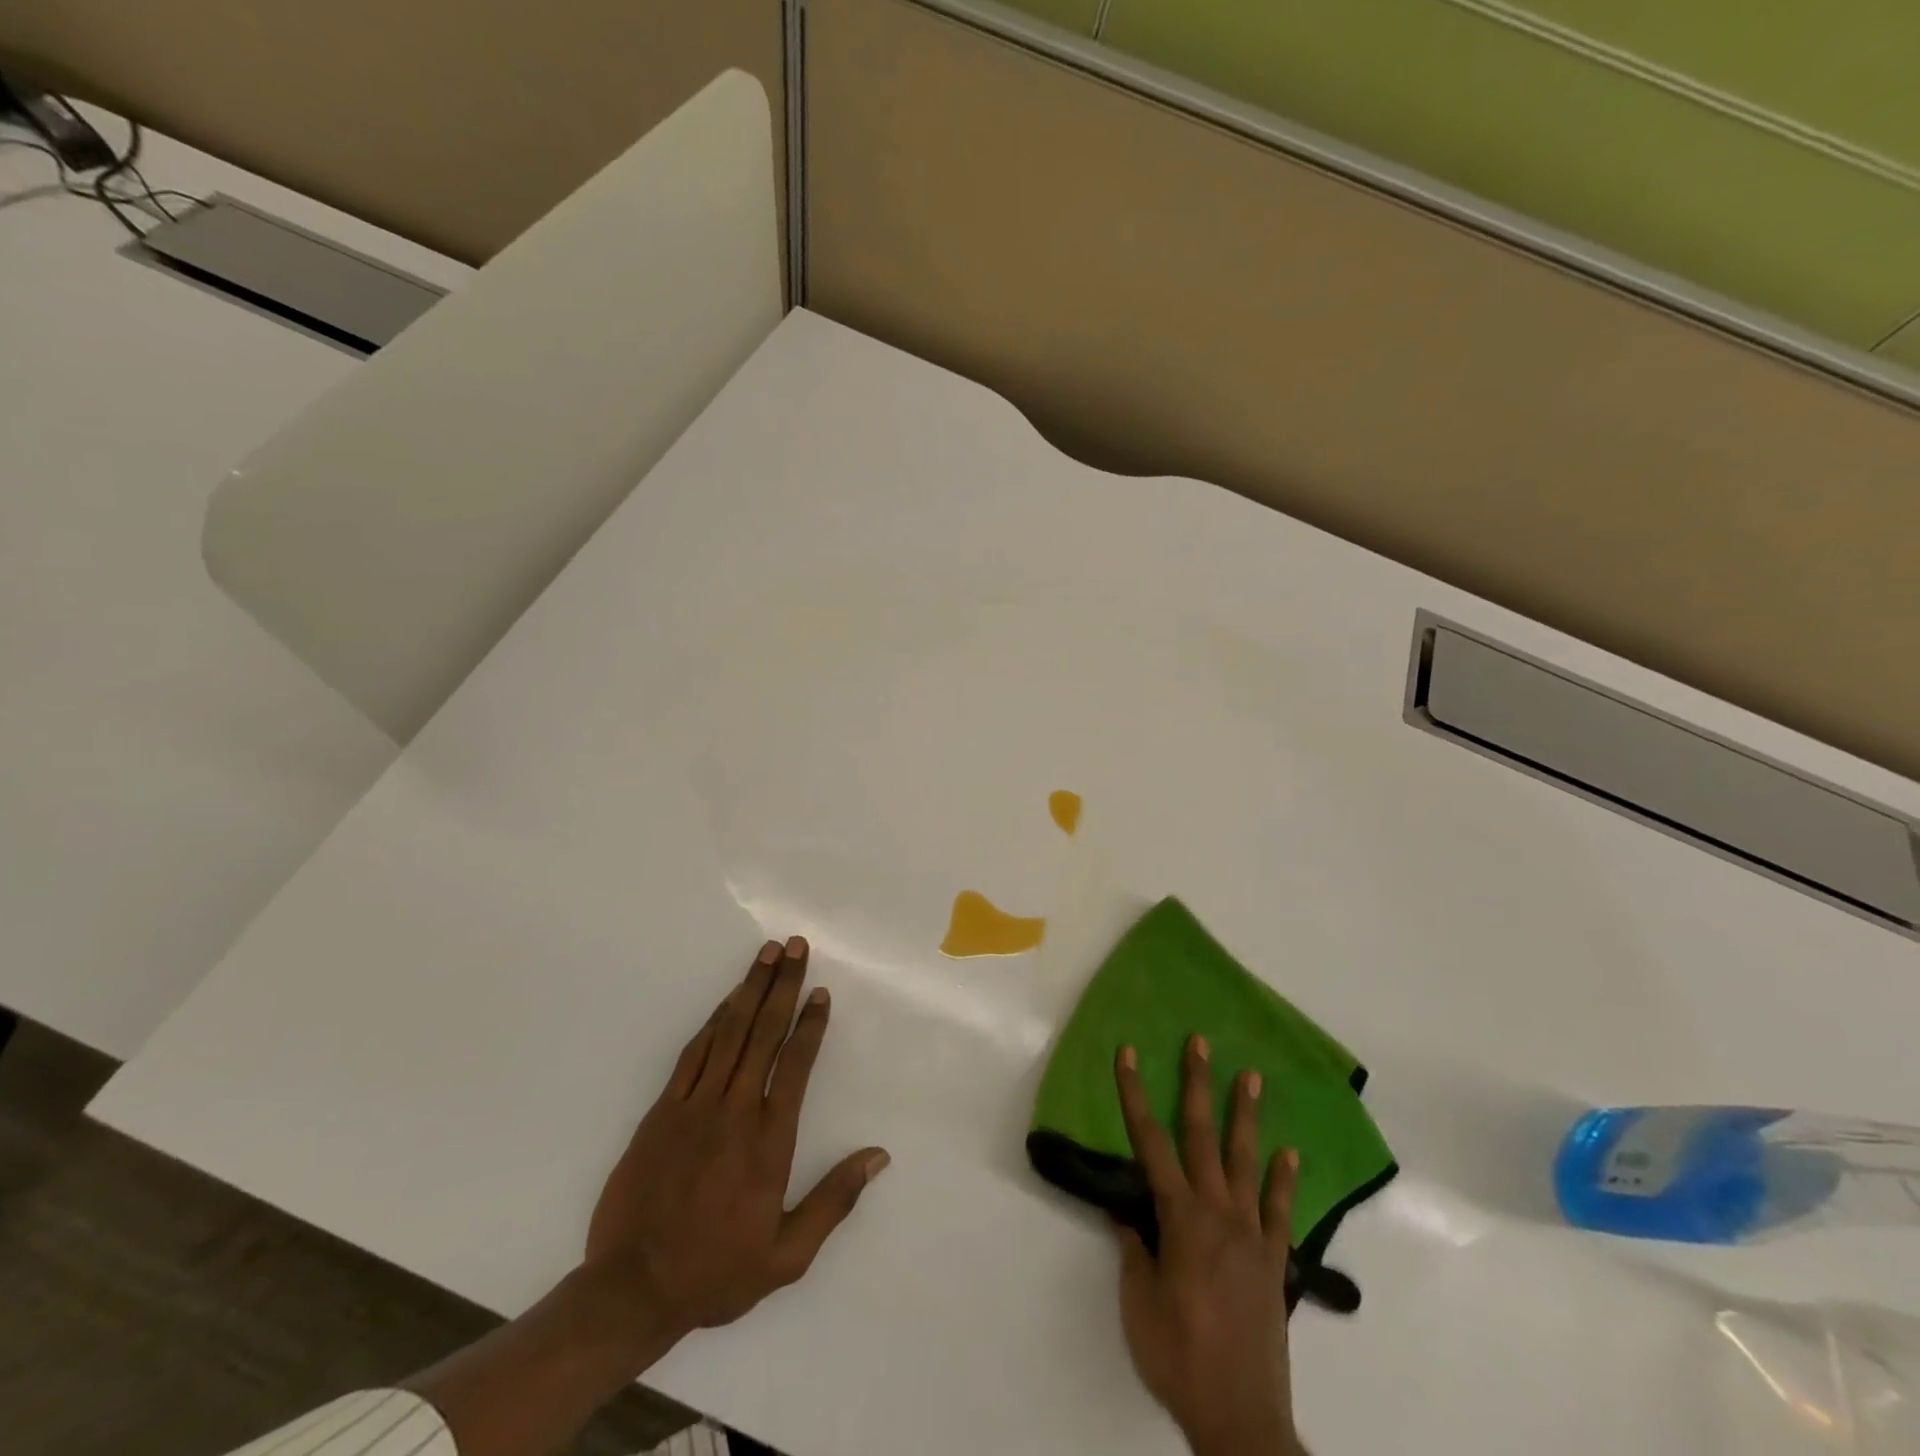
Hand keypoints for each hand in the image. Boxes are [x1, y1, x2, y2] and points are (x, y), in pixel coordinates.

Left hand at [583, 935, 889, 1337]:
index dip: (810, 1024)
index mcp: (769, 1140)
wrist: (631, 1289)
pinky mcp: (662, 1110)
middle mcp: (735, 1110)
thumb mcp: (787, 1256)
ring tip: (766, 953)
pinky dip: (713, 1021)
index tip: (820, 992)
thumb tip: (878, 1156)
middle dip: (782, 984)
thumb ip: (834, 1201)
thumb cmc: (716, 1272)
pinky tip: (727, 1001)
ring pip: (729, 1032)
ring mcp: (695, 1105)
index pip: (795, 1064)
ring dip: (749, 989)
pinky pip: (693, 1053)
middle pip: (763, 1032)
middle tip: (795, 946)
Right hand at [1113, 1036, 1303, 1455]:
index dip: (1135, 1094)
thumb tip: (1125, 1210)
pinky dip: (1286, 1180)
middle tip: (1201, 1042)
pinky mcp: (1275, 1260)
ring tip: (1252, 1077)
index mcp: (1180, 1218)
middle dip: (1197, 1083)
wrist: (1240, 1417)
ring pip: (1247, 1161)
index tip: (1128, 1055)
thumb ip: (1133, 1249)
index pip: (1149, 1142)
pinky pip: (1281, 1211)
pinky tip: (1291, 1154)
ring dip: (1246, 1115)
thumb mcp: (1138, 1302)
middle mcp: (1218, 1212)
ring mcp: (1252, 1233)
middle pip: (1202, 1134)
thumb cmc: (1178, 1356)